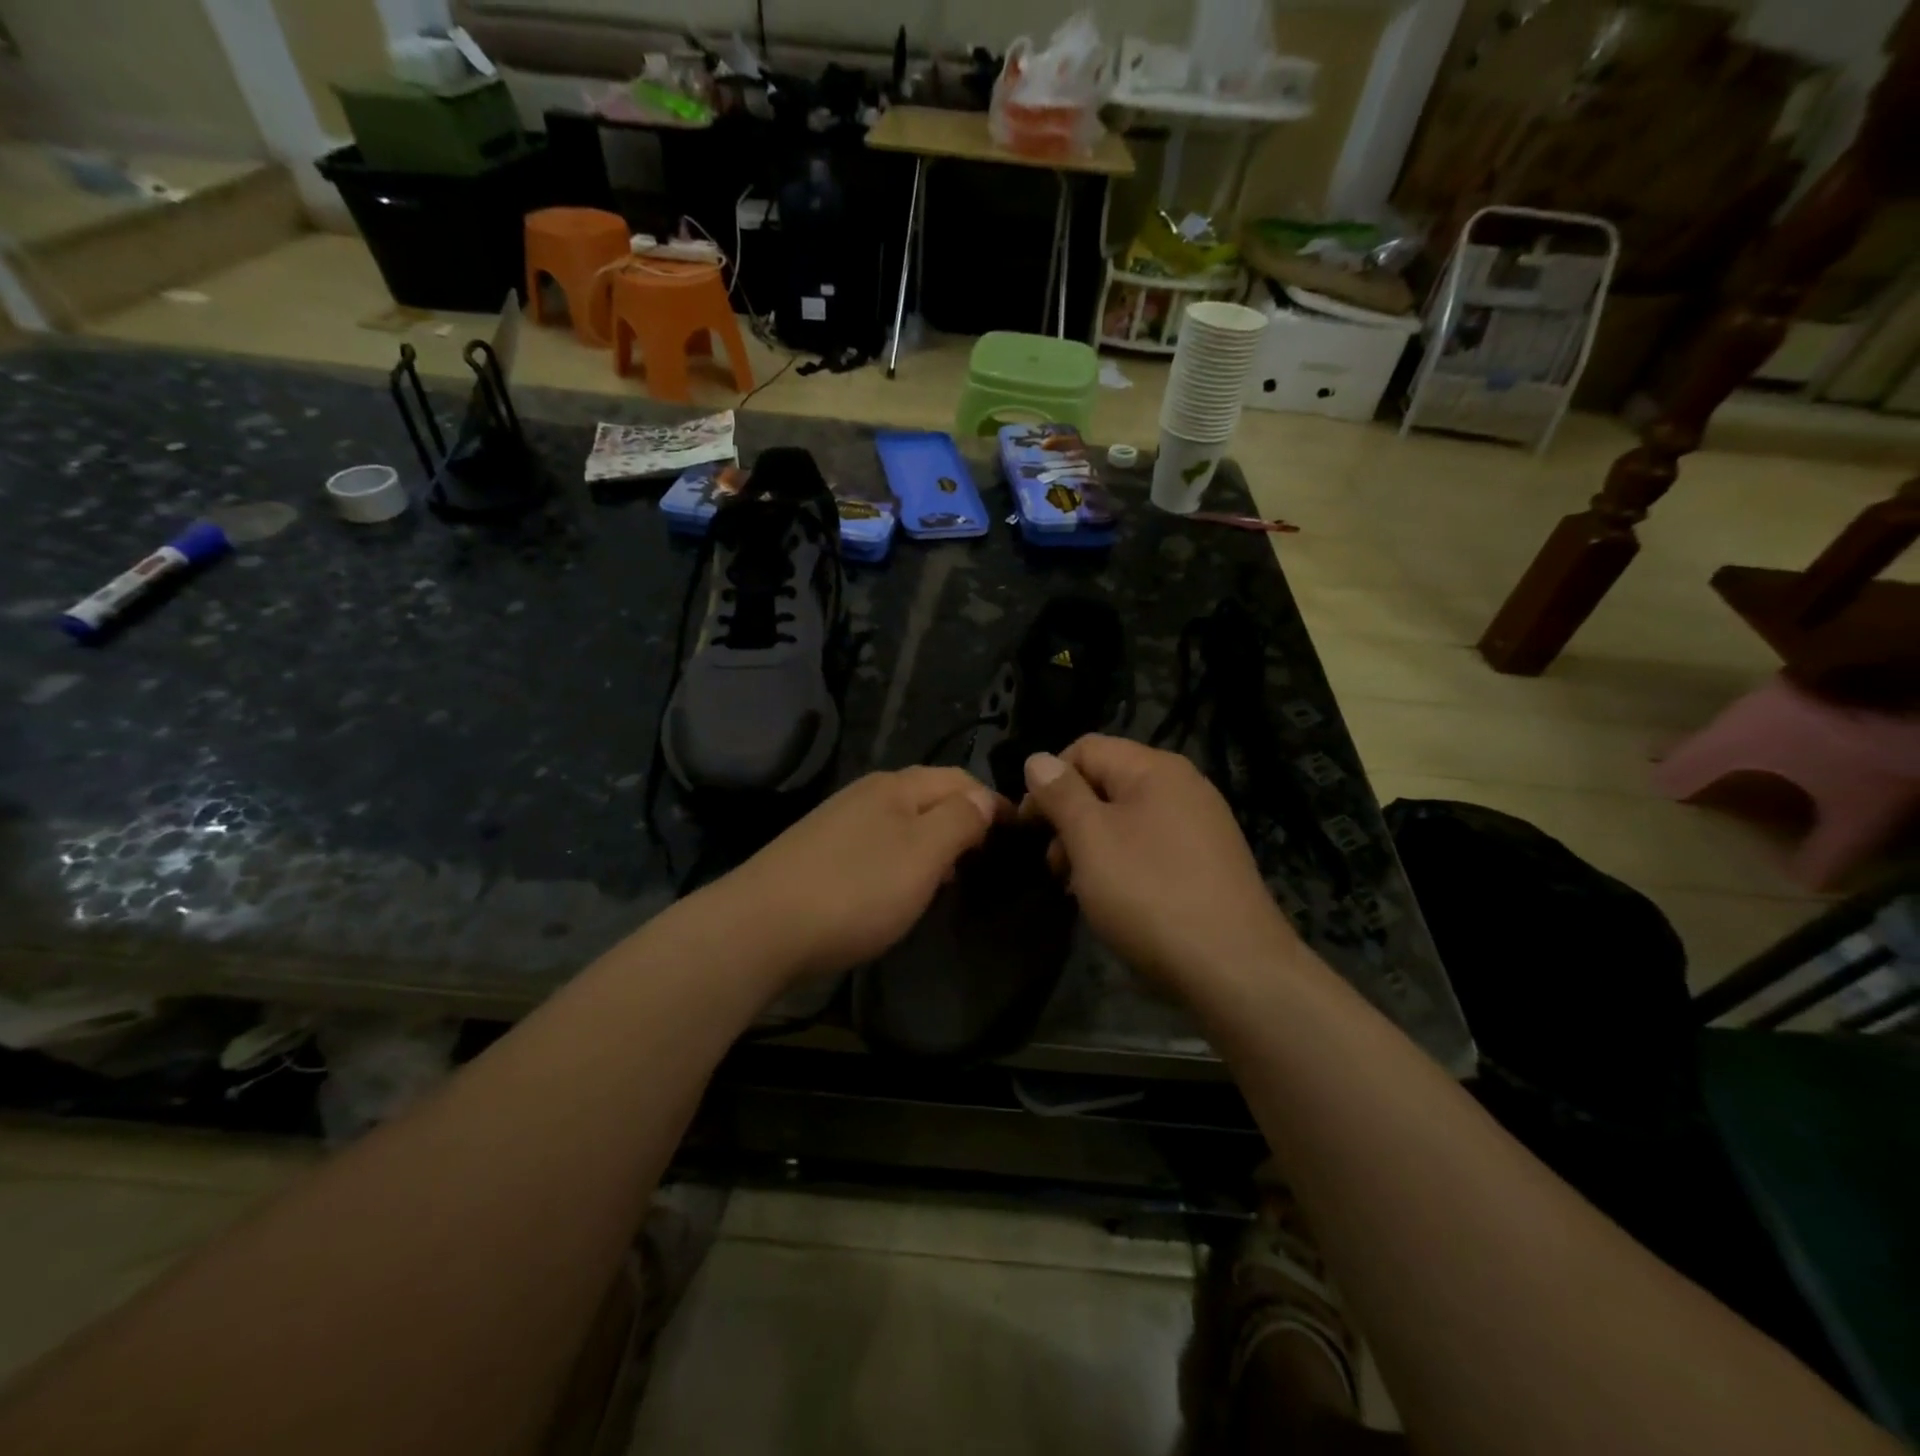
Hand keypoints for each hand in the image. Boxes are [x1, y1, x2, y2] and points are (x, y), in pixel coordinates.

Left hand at [707, 768, 1005, 984]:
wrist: (760, 927)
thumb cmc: (856, 890)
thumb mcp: (923, 854)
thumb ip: (960, 821)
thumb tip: (985, 799)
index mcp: (896, 786)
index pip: (959, 779)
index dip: (992, 802)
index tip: (1017, 835)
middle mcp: (866, 794)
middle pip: (929, 796)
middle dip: (962, 820)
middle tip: (985, 859)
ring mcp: (838, 822)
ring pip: (902, 822)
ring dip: (933, 842)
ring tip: (950, 878)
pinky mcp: (818, 852)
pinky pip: (877, 845)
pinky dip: (902, 859)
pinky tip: (899, 889)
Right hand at [1020, 735, 1297, 991]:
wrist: (1235, 969)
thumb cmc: (1150, 894)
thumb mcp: (1091, 839)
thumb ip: (1061, 794)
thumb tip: (1038, 759)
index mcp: (1155, 768)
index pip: (1085, 749)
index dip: (1048, 781)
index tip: (1028, 827)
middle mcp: (1184, 786)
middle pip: (1106, 783)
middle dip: (1069, 819)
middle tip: (1054, 867)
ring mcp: (1201, 824)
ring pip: (1126, 819)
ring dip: (1092, 846)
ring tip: (1080, 889)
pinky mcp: (1209, 861)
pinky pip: (1151, 846)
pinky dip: (1123, 863)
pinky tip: (1116, 900)